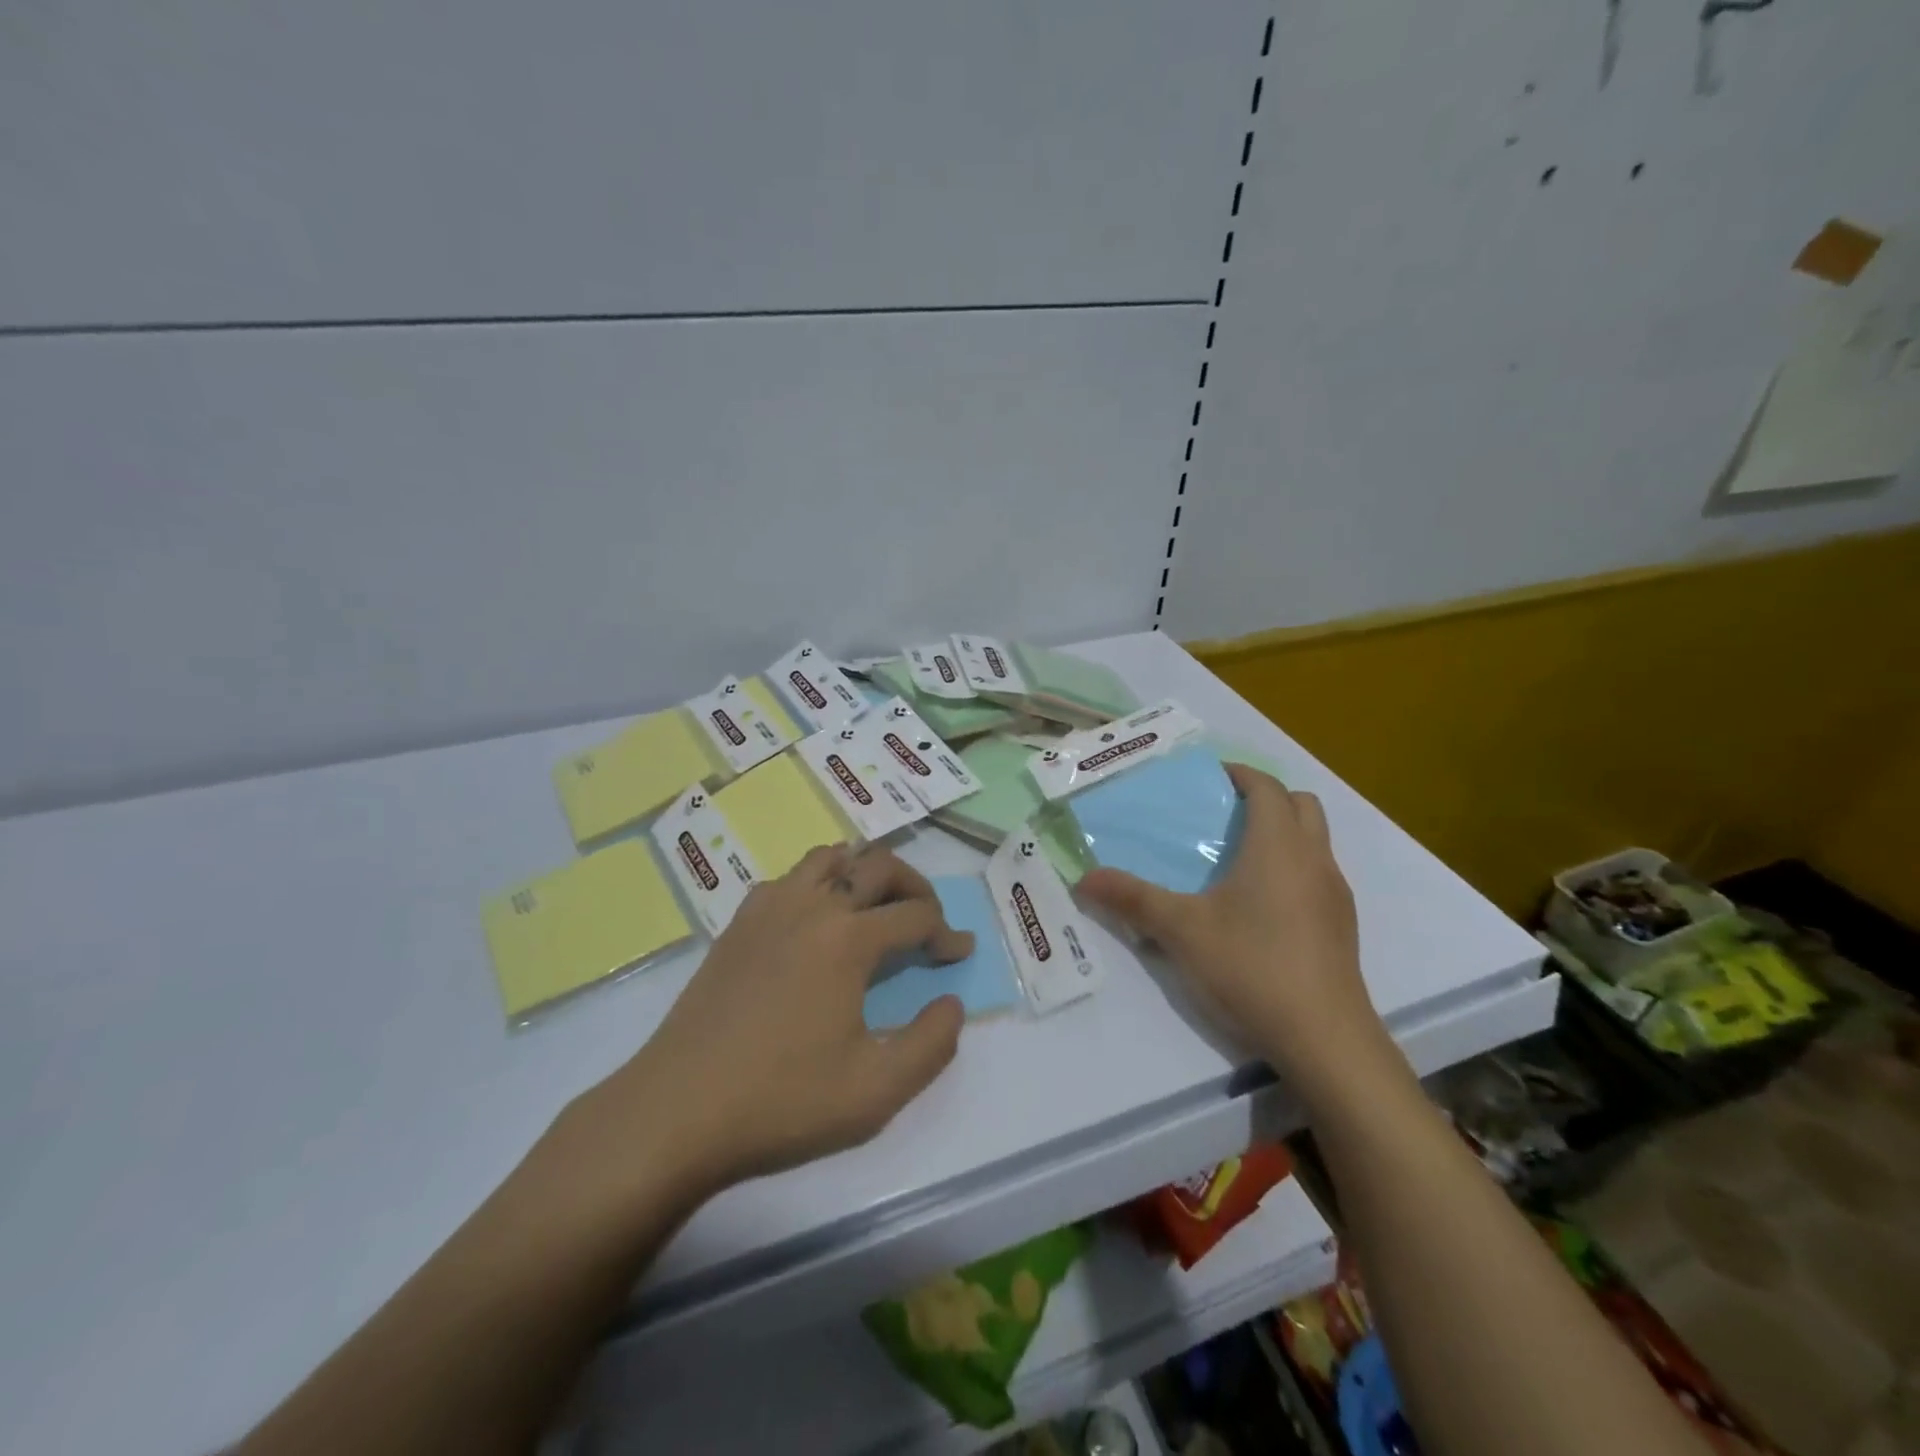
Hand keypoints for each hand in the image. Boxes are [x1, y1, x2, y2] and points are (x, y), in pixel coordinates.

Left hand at [576, 844, 972, 1199]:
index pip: (916, 914)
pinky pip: (790, 878)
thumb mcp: (876, 1091)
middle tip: (928, 919)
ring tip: (875, 907)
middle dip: (915, 886)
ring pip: (829, 857)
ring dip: (863, 872)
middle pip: (878, 865)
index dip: (947, 932)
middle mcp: (812, 906)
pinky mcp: (738, 924)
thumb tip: (950, 1003)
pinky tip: (815, 923)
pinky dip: (818, 884)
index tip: (959, 954)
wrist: (677, 1110)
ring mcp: (769, 908)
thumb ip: (932, 1044)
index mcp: (849, 938)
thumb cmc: (782, 1101)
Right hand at [1079, 765, 1386, 1097]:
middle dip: (1266, 798)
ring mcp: (1335, 894)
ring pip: (1315, 840)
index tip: (1210, 776)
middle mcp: (1314, 859)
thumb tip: (1084, 878)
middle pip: (1300, 805)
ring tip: (1238, 858)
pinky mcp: (1342, 926)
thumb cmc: (1251, 966)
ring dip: (1283, 833)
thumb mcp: (1180, 930)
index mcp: (1278, 845)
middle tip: (1225, 813)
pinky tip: (1261, 907)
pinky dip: (1293, 868)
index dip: (1240, 774)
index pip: (1267, 787)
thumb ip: (1132, 899)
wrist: (1324, 1038)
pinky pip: (1318, 875)